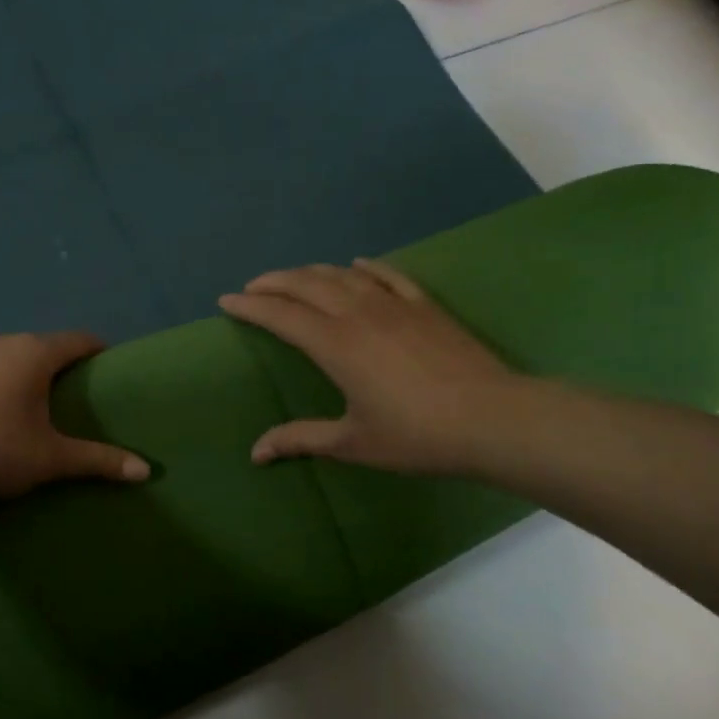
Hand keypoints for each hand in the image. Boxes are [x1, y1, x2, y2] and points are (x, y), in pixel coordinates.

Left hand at [0, 331, 149, 501]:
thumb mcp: (50, 459)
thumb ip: (98, 460)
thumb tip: (145, 471)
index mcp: (34, 354)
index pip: (78, 340)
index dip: (97, 352)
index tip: (108, 369)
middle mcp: (2, 342)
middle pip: (42, 345)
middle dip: (59, 364)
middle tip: (72, 395)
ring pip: (7, 353)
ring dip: (22, 370)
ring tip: (29, 402)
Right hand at [218, 258, 527, 472]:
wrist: (492, 419)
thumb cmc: (416, 435)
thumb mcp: (353, 443)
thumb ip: (301, 439)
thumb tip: (255, 453)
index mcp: (334, 345)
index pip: (281, 315)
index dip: (250, 306)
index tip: (227, 301)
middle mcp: (358, 313)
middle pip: (306, 284)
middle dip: (274, 281)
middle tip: (253, 286)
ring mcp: (394, 304)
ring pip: (342, 275)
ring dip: (311, 272)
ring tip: (294, 277)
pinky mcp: (425, 305)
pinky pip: (388, 275)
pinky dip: (365, 267)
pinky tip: (356, 265)